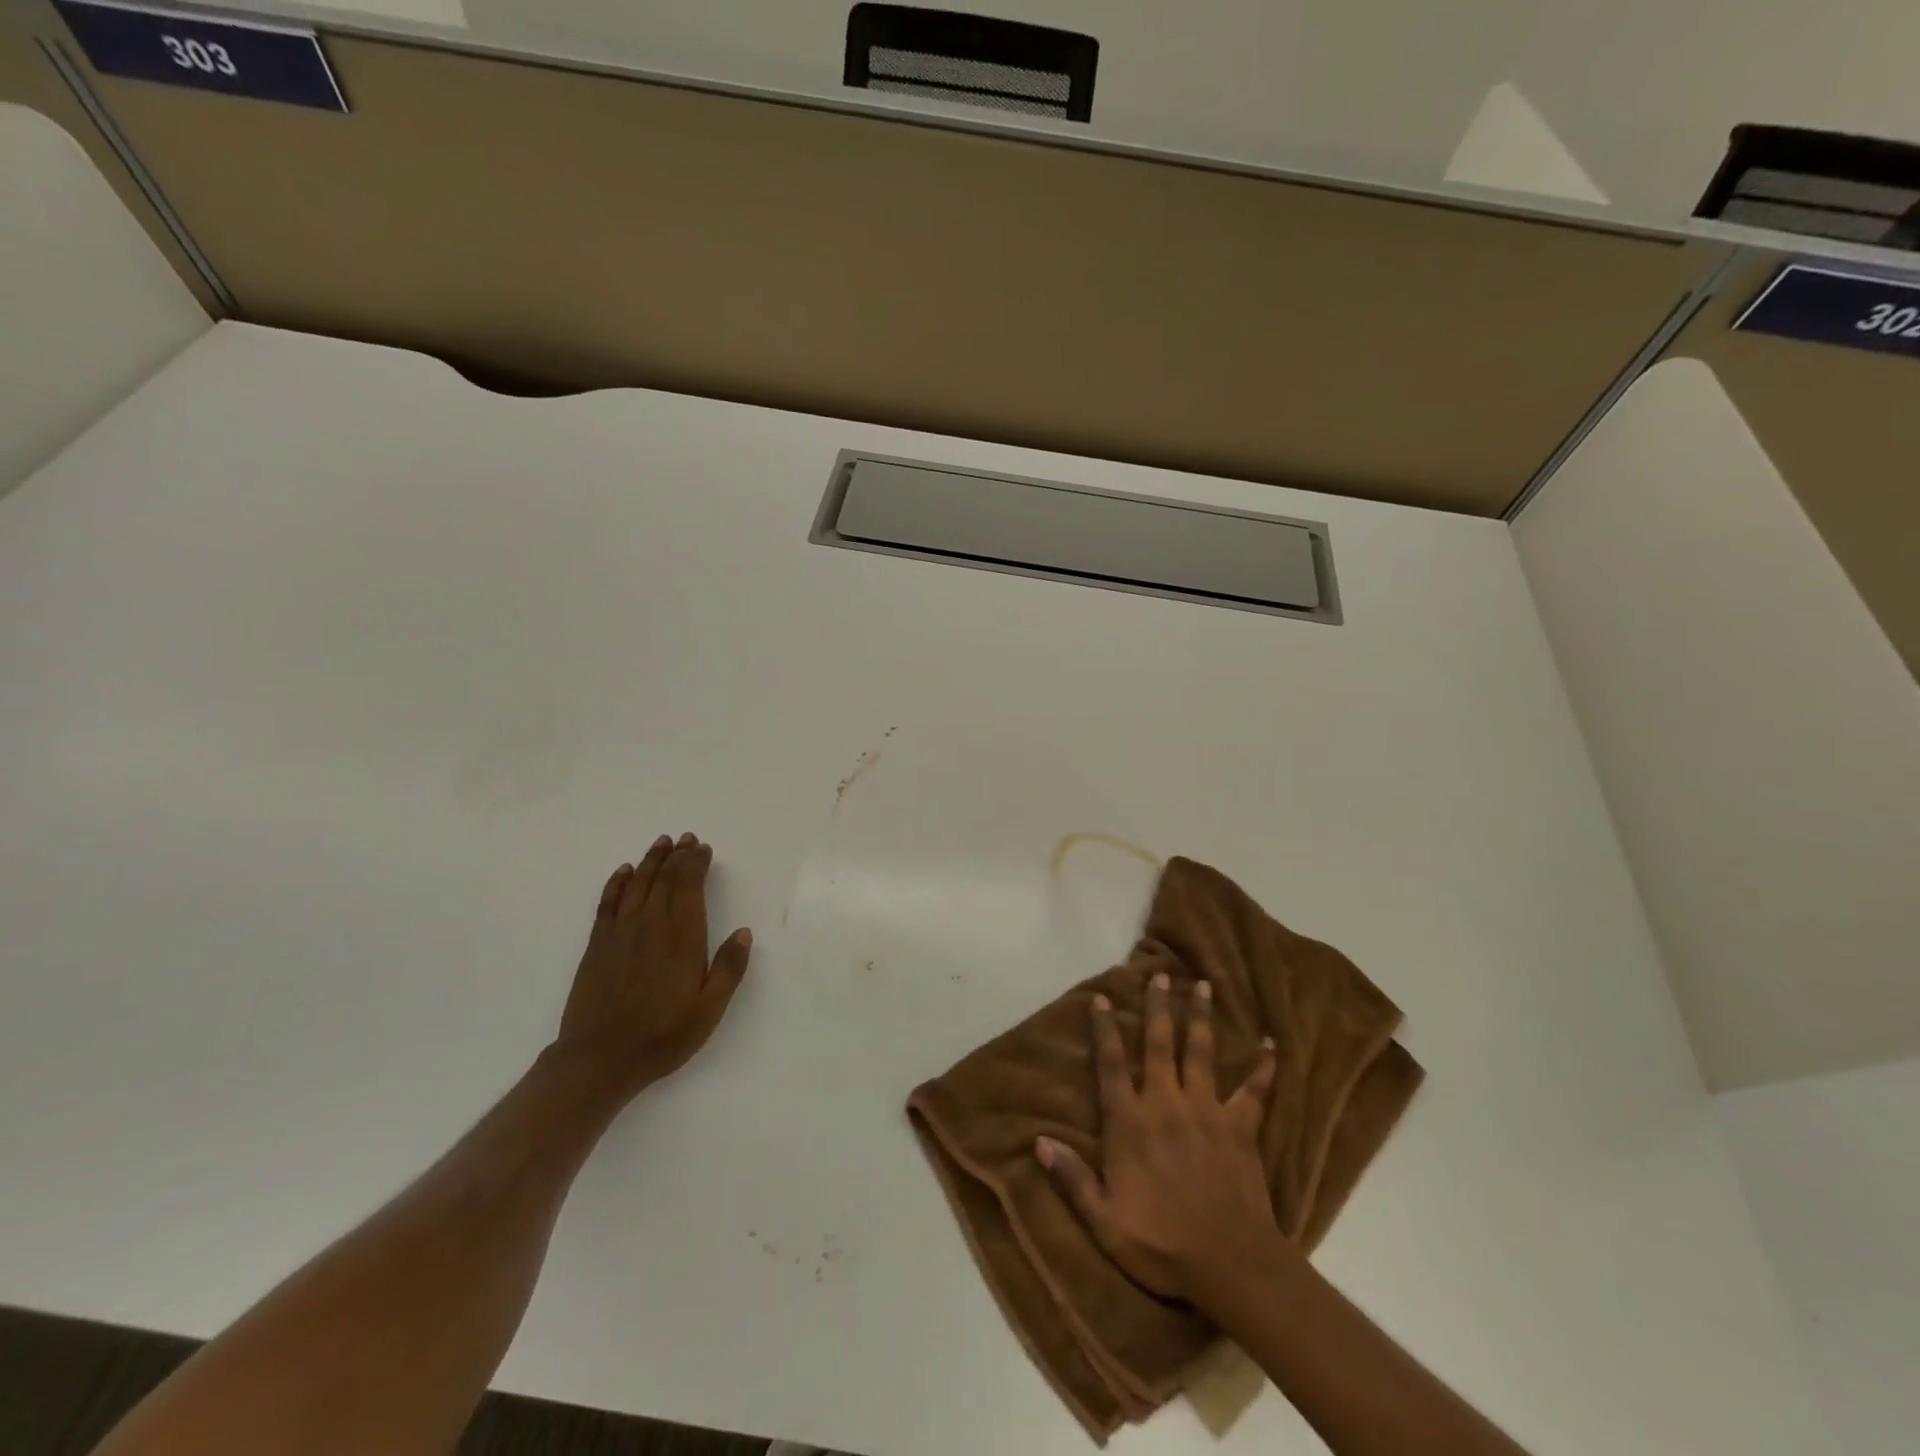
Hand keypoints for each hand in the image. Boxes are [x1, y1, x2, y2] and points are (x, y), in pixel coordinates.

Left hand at [553, 833, 752, 1102]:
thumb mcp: (709, 1010)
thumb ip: (729, 969)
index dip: (696, 864)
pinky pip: (608, 903)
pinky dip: (617, 883)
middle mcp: (650, 926)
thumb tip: (743, 932)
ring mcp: (620, 933)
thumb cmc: (662, 1036)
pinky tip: (624, 871)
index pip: (688, 887)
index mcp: (682, 938)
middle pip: (664, 880)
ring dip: (651, 861)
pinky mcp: (597, 945)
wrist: (598, 1059)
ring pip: (637, 884)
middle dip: (677, 856)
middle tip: (688, 838)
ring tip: (662, 842)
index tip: (703, 849)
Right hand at [1036, 973, 1280, 1302]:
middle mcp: (1166, 1103)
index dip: (1104, 1029)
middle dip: (1157, 1007)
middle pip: (1159, 1044)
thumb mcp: (1104, 1221)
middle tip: (1159, 974)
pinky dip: (1263, 1066)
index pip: (1111, 1065)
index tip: (1101, 998)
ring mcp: (1206, 1111)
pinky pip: (1255, 1090)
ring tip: (1203, 985)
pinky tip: (1270, 1043)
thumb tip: (1038, 1141)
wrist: (1230, 1265)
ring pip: (1201, 1052)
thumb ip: (1072, 1178)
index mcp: (1130, 1122)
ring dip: (1201, 1017)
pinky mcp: (1240, 1127)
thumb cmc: (1162, 1244)